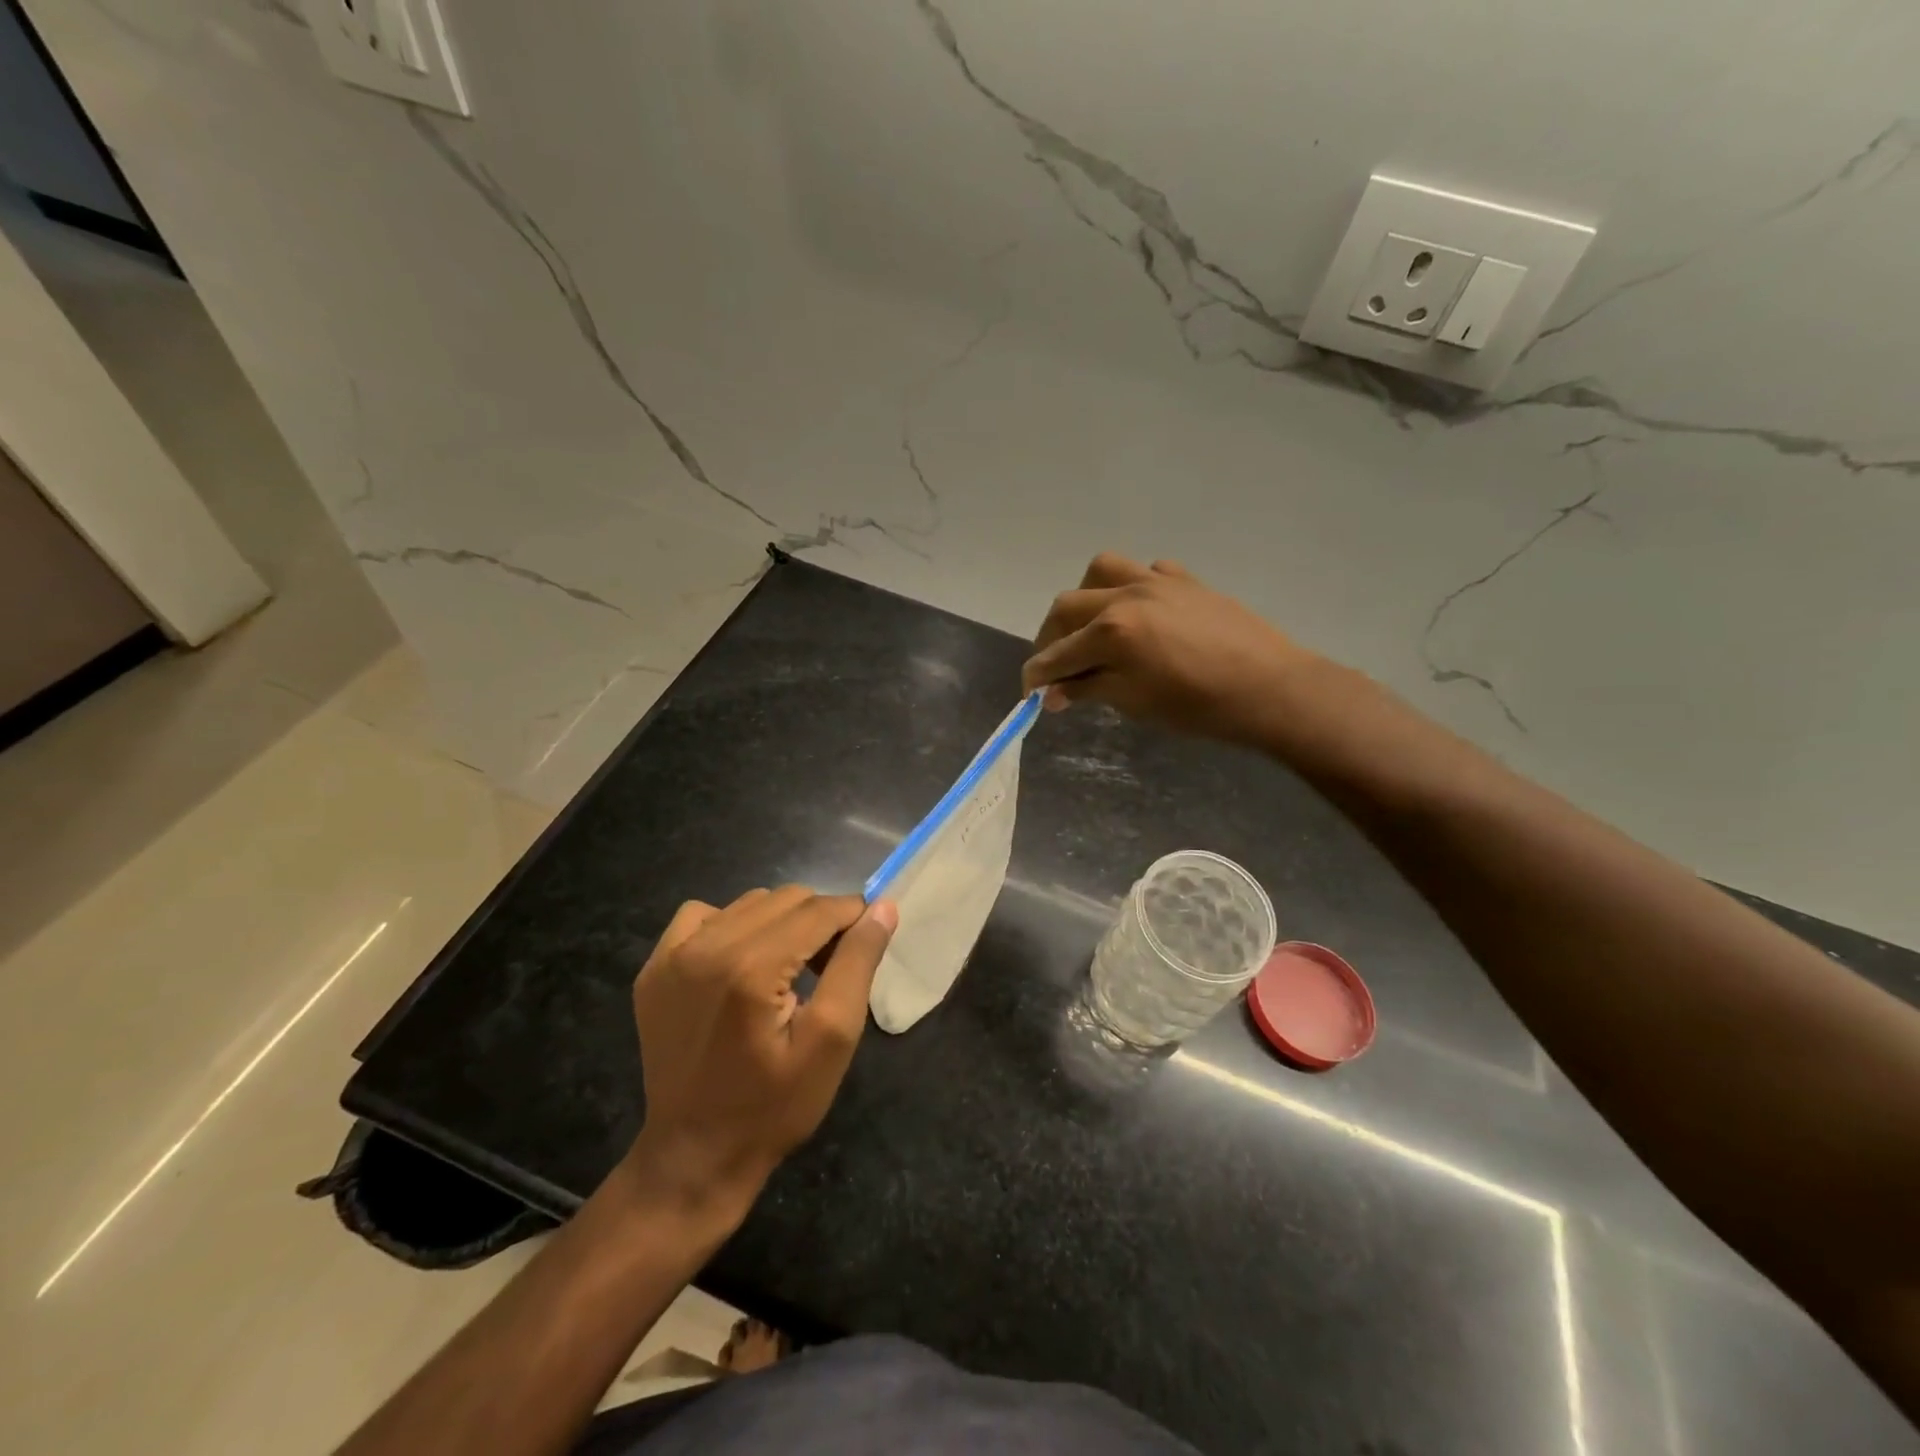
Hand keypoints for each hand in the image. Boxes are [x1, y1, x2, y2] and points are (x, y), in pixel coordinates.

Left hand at [625, 886, 896, 1208]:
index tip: (866, 941)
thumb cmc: (774, 1106)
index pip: (819, 909)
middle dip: (819, 921)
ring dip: (780, 923)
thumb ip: (857, 964)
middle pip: (787, 899)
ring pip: (749, 903)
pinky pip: (703, 915)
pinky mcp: (654, 967)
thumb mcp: (832, 1040)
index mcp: (752, 967)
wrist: (695, 1156)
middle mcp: (707, 947)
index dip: (854, 916)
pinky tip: (740, 964)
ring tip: (788, 970)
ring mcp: (672, 955)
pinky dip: (731, 925)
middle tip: (829, 968)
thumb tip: (882, 908)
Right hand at [1021, 553, 1313, 743]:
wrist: (1269, 688)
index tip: (1029, 693)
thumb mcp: (1135, 703)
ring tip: (1091, 625)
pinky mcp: (1185, 579)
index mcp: (1111, 631)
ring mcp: (1157, 581)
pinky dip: (1132, 588)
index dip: (1036, 675)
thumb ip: (1090, 690)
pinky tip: (1141, 612)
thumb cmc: (1199, 706)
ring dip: (1085, 597)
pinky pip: (1146, 571)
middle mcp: (1126, 596)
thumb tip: (1054, 693)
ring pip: (1101, 571)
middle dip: (1052, 637)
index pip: (1056, 654)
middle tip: (1056, 665)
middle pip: (1067, 606)